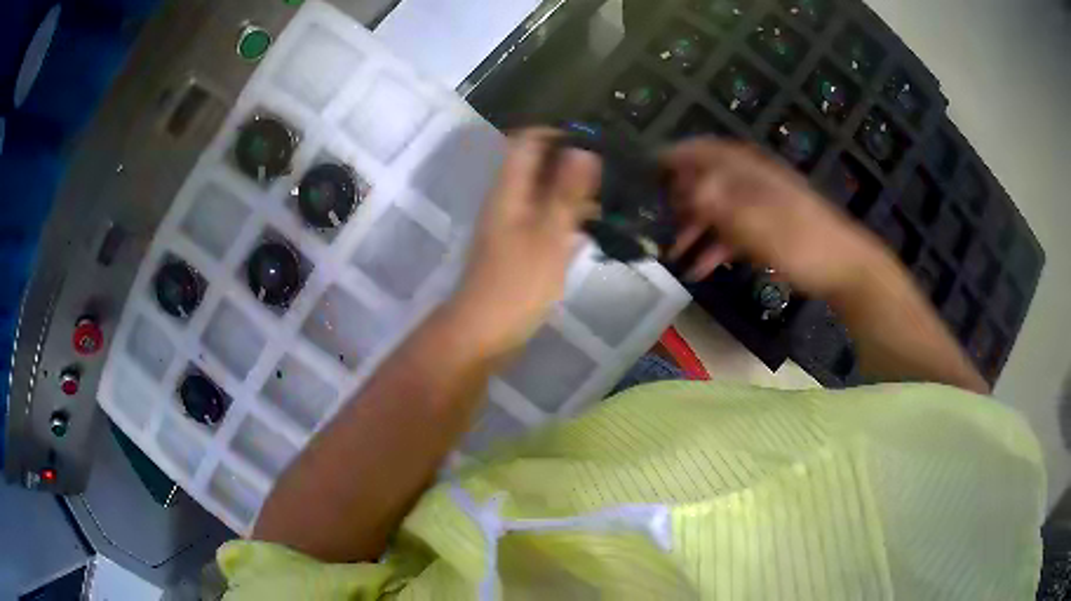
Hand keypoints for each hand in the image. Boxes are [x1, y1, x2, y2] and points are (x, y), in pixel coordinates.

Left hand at [448, 129, 600, 355]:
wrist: (484, 333)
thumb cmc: (516, 284)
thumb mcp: (548, 235)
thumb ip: (566, 192)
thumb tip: (584, 150)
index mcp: (509, 190)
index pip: (527, 140)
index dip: (558, 132)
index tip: (594, 137)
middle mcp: (508, 200)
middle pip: (536, 164)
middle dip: (571, 159)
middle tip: (612, 164)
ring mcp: (512, 224)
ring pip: (543, 191)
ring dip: (572, 188)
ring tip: (612, 190)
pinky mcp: (519, 247)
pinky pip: (545, 218)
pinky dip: (567, 214)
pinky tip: (594, 223)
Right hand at [663, 138, 889, 298]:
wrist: (846, 268)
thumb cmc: (804, 243)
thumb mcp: (761, 226)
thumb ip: (723, 206)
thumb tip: (687, 188)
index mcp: (751, 172)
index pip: (707, 151)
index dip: (678, 154)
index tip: (648, 167)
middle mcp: (753, 182)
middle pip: (708, 180)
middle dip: (680, 198)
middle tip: (656, 218)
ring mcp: (761, 207)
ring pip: (719, 209)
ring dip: (695, 228)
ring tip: (672, 253)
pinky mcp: (768, 231)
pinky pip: (734, 233)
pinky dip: (715, 248)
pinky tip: (699, 270)